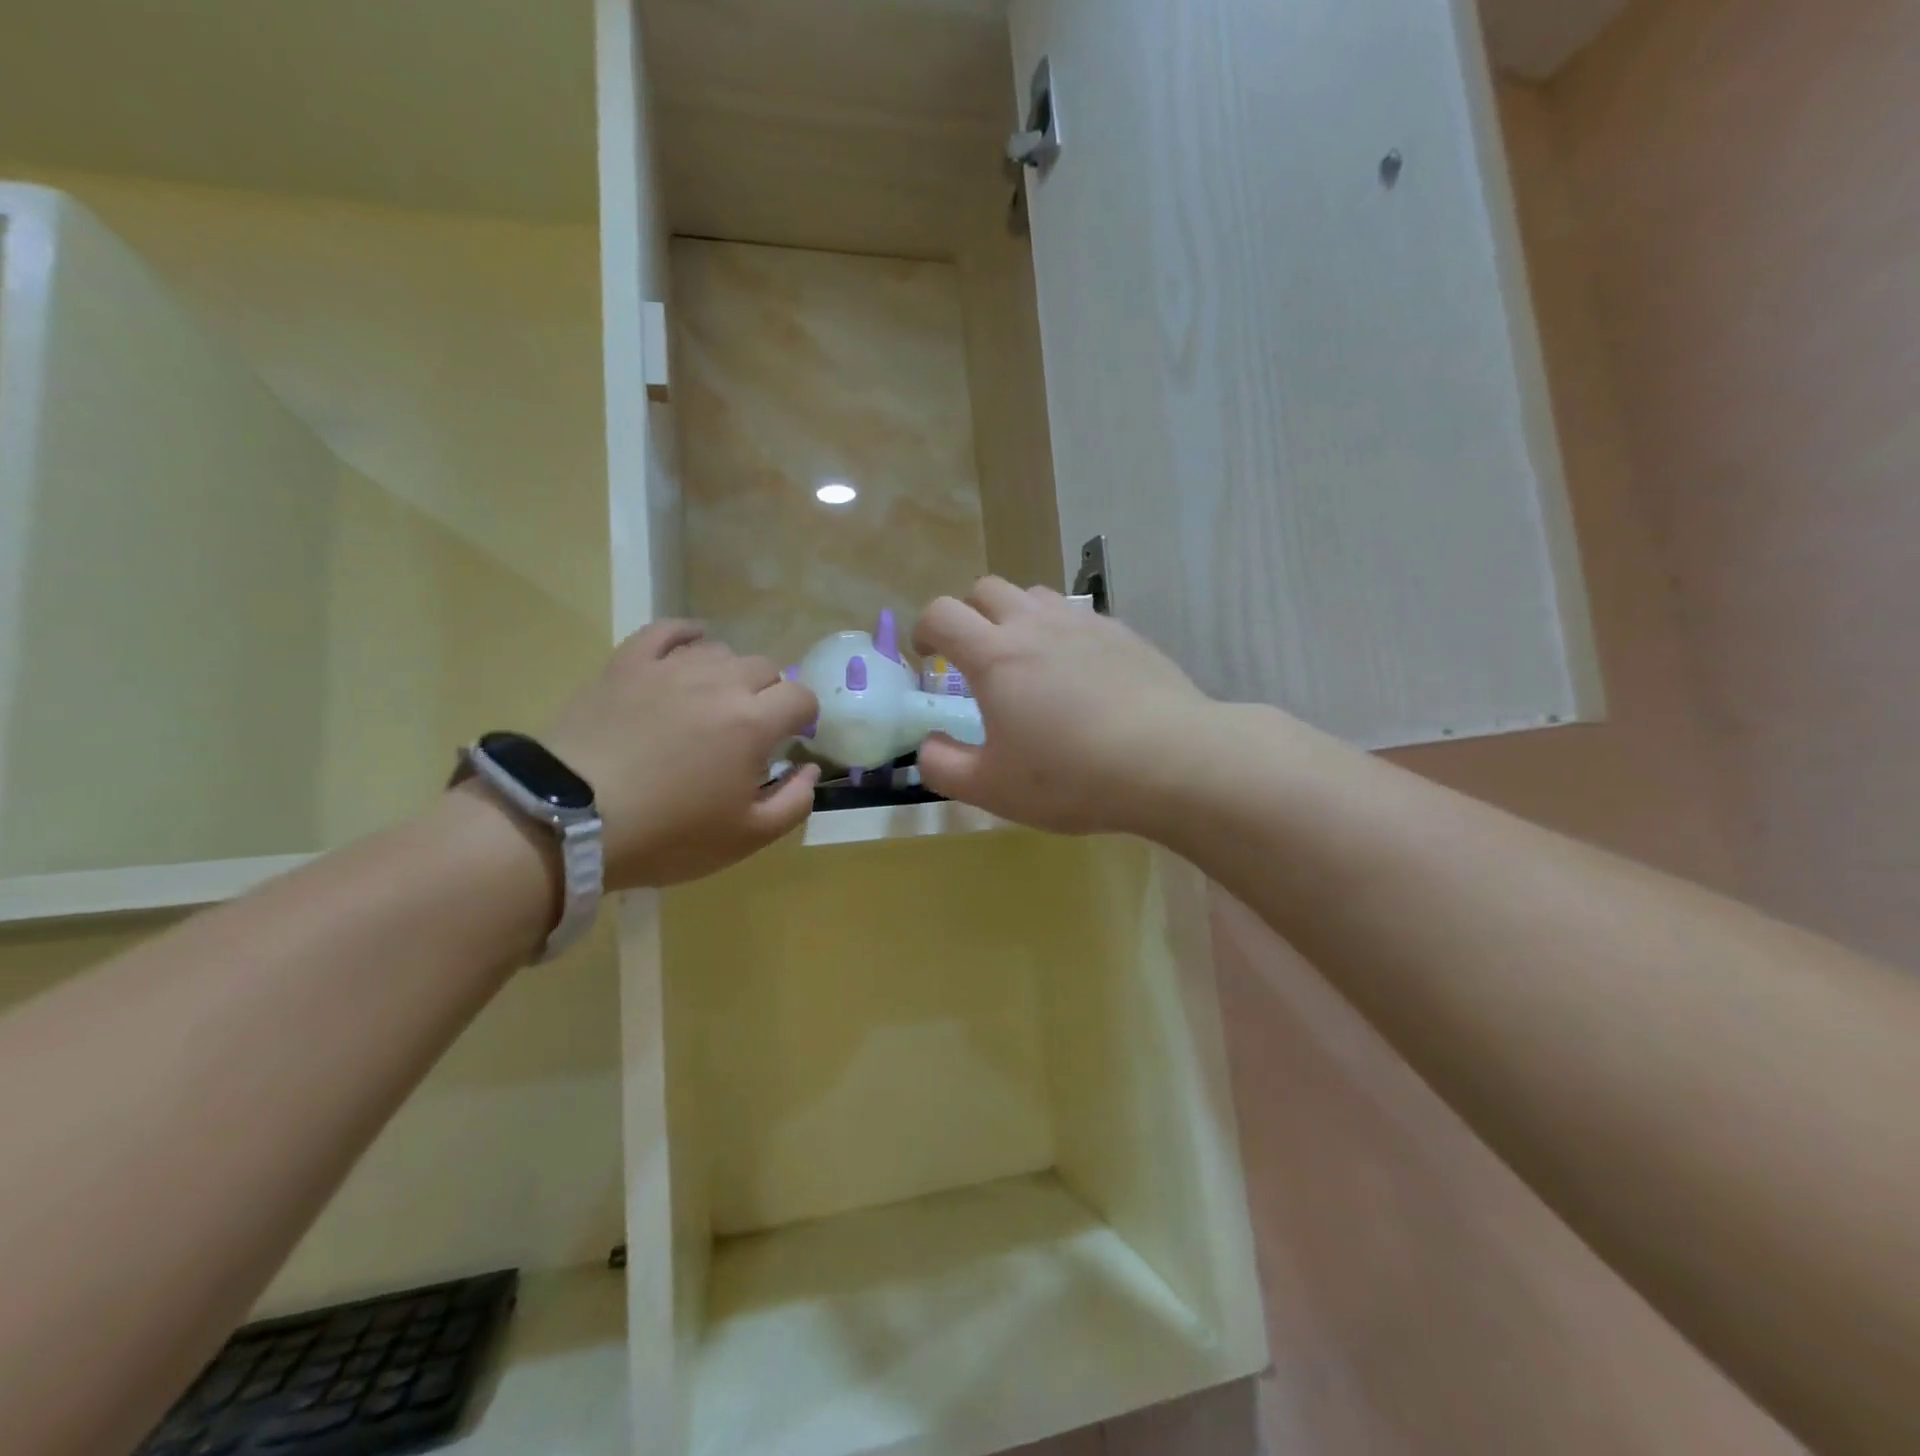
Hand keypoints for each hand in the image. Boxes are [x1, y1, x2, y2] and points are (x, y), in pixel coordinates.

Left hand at [544, 621, 819, 887]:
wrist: (568, 821)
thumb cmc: (667, 834)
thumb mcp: (746, 837)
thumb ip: (794, 802)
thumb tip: (810, 769)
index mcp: (754, 722)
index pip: (800, 697)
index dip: (804, 716)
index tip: (792, 739)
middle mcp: (719, 682)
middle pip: (765, 668)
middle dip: (771, 695)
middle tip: (753, 729)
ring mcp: (670, 667)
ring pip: (720, 651)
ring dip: (731, 673)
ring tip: (716, 701)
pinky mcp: (627, 664)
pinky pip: (667, 630)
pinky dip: (687, 634)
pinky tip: (692, 646)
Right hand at [913, 578, 1212, 835]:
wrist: (1170, 761)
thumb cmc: (1071, 776)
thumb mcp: (992, 789)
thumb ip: (943, 766)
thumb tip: (928, 744)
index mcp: (995, 656)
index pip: (942, 614)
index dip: (924, 629)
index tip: (928, 657)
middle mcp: (1035, 625)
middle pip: (986, 589)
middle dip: (968, 614)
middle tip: (973, 655)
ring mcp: (1084, 624)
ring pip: (1035, 594)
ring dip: (1016, 615)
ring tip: (1025, 657)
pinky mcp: (1123, 633)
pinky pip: (1078, 615)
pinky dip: (1062, 632)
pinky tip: (1078, 672)